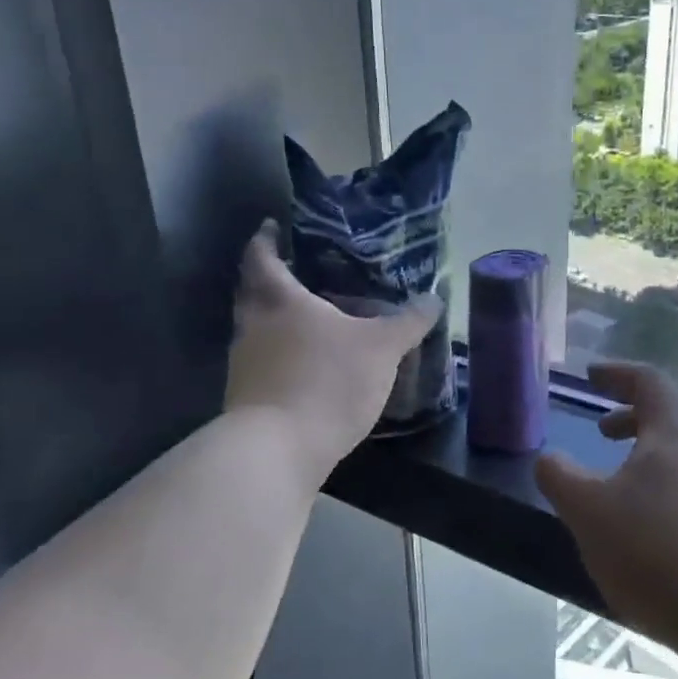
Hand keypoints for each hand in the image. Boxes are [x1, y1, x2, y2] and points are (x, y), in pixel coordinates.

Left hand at [224, 225, 440, 489]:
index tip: (270, 227)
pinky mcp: (246, 398)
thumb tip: (433, 299)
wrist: (276, 451)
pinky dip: (280, 356)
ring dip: (274, 321)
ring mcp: (244, 364)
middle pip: (250, 293)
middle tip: (294, 272)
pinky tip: (307, 366)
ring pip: (255, 330)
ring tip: (309, 320)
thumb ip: (408, 322)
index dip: (264, 240)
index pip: (261, 258)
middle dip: (267, 279)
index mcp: (279, 301)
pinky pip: (263, 363)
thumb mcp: (381, 349)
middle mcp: (253, 326)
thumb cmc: (326, 382)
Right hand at [535, 362, 677, 668]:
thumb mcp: (588, 512)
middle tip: (601, 430)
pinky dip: (663, 487)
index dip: (617, 374)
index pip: (648, 382)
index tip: (592, 376)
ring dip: (646, 455)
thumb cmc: (656, 552)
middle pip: (669, 417)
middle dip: (631, 417)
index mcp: (676, 433)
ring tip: (617, 484)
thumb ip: (560, 477)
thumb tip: (548, 458)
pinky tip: (646, 527)